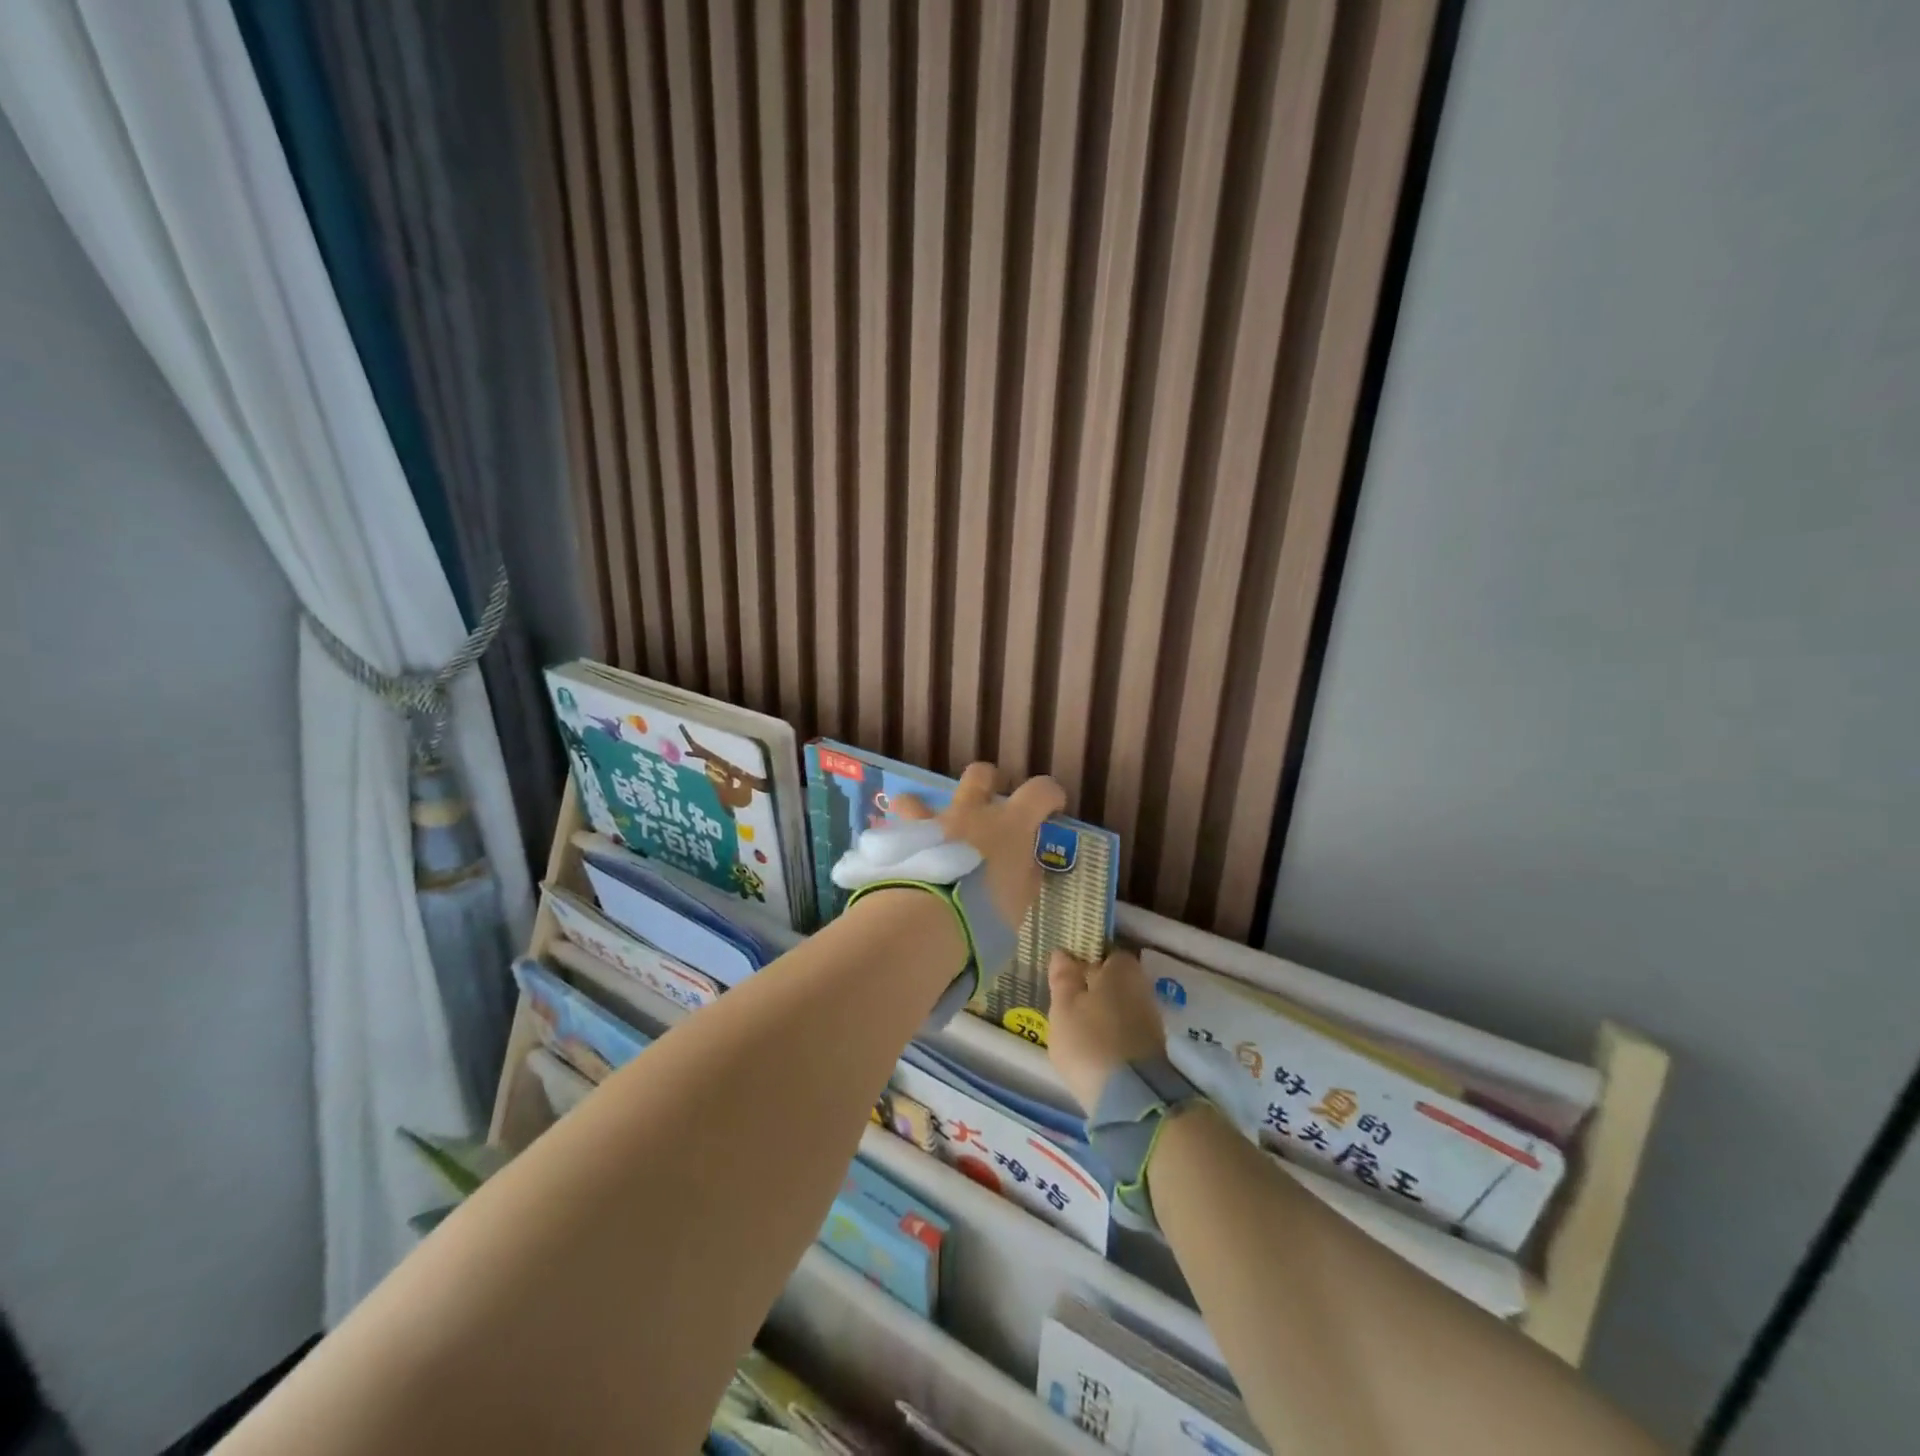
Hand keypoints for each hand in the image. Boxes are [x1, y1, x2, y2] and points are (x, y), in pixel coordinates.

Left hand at [892, 763, 1065, 928]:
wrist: (928, 919)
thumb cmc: (986, 912)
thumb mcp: (1018, 902)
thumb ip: (1023, 878)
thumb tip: (1026, 867)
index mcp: (1009, 824)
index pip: (1040, 791)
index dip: (1050, 794)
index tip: (1052, 807)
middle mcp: (971, 813)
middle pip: (980, 775)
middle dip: (987, 783)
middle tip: (990, 805)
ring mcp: (933, 823)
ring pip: (920, 798)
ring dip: (925, 810)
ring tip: (927, 832)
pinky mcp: (902, 839)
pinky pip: (897, 830)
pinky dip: (903, 840)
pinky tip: (903, 858)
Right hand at [1045, 950, 1168, 1113]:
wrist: (1131, 1099)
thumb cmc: (1089, 1040)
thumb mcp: (1063, 1006)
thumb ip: (1063, 977)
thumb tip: (1063, 953)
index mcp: (1121, 968)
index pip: (1104, 952)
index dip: (1084, 959)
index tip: (1065, 974)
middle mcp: (1142, 986)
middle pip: (1113, 980)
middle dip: (1093, 987)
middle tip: (1066, 1002)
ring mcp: (1150, 1018)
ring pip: (1120, 1005)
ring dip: (1102, 1012)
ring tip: (1076, 1029)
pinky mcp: (1152, 1048)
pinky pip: (1126, 1029)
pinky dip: (1111, 1033)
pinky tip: (1094, 1048)